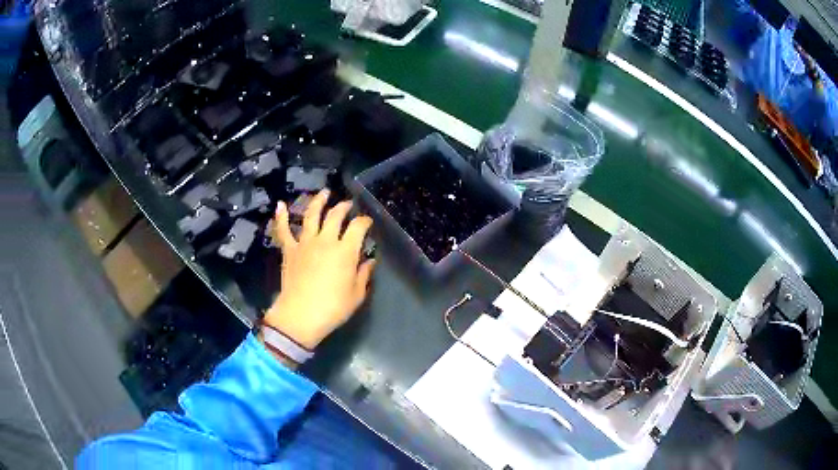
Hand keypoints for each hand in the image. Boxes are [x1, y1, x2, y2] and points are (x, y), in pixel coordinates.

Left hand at [264, 189, 375, 349]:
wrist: (300, 316)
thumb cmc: (332, 308)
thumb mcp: (356, 295)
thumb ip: (364, 275)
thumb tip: (370, 261)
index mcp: (345, 251)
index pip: (358, 227)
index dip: (365, 221)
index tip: (368, 222)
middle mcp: (326, 240)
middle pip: (335, 215)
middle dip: (344, 207)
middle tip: (348, 204)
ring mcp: (305, 243)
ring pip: (311, 215)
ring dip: (318, 201)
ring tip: (325, 192)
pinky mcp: (289, 250)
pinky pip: (284, 230)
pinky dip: (281, 216)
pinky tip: (280, 204)